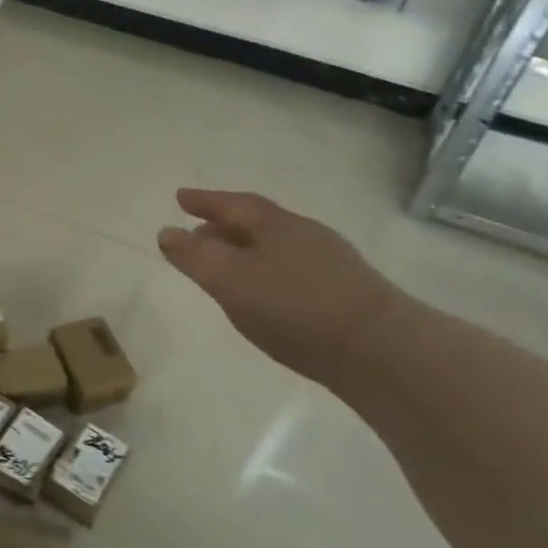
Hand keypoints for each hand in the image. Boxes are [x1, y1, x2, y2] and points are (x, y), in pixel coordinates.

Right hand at [157, 189, 404, 384]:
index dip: (205, 201)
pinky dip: (269, 272)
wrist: (381, 350)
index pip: (233, 204)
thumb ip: (195, 257)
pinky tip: (267, 295)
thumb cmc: (294, 308)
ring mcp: (330, 262)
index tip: (180, 198)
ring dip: (247, 250)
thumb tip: (167, 232)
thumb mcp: (230, 281)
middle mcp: (304, 234)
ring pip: (277, 246)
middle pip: (257, 222)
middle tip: (197, 235)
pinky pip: (294, 269)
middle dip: (224, 225)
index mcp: (275, 225)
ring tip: (228, 267)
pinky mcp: (346, 292)